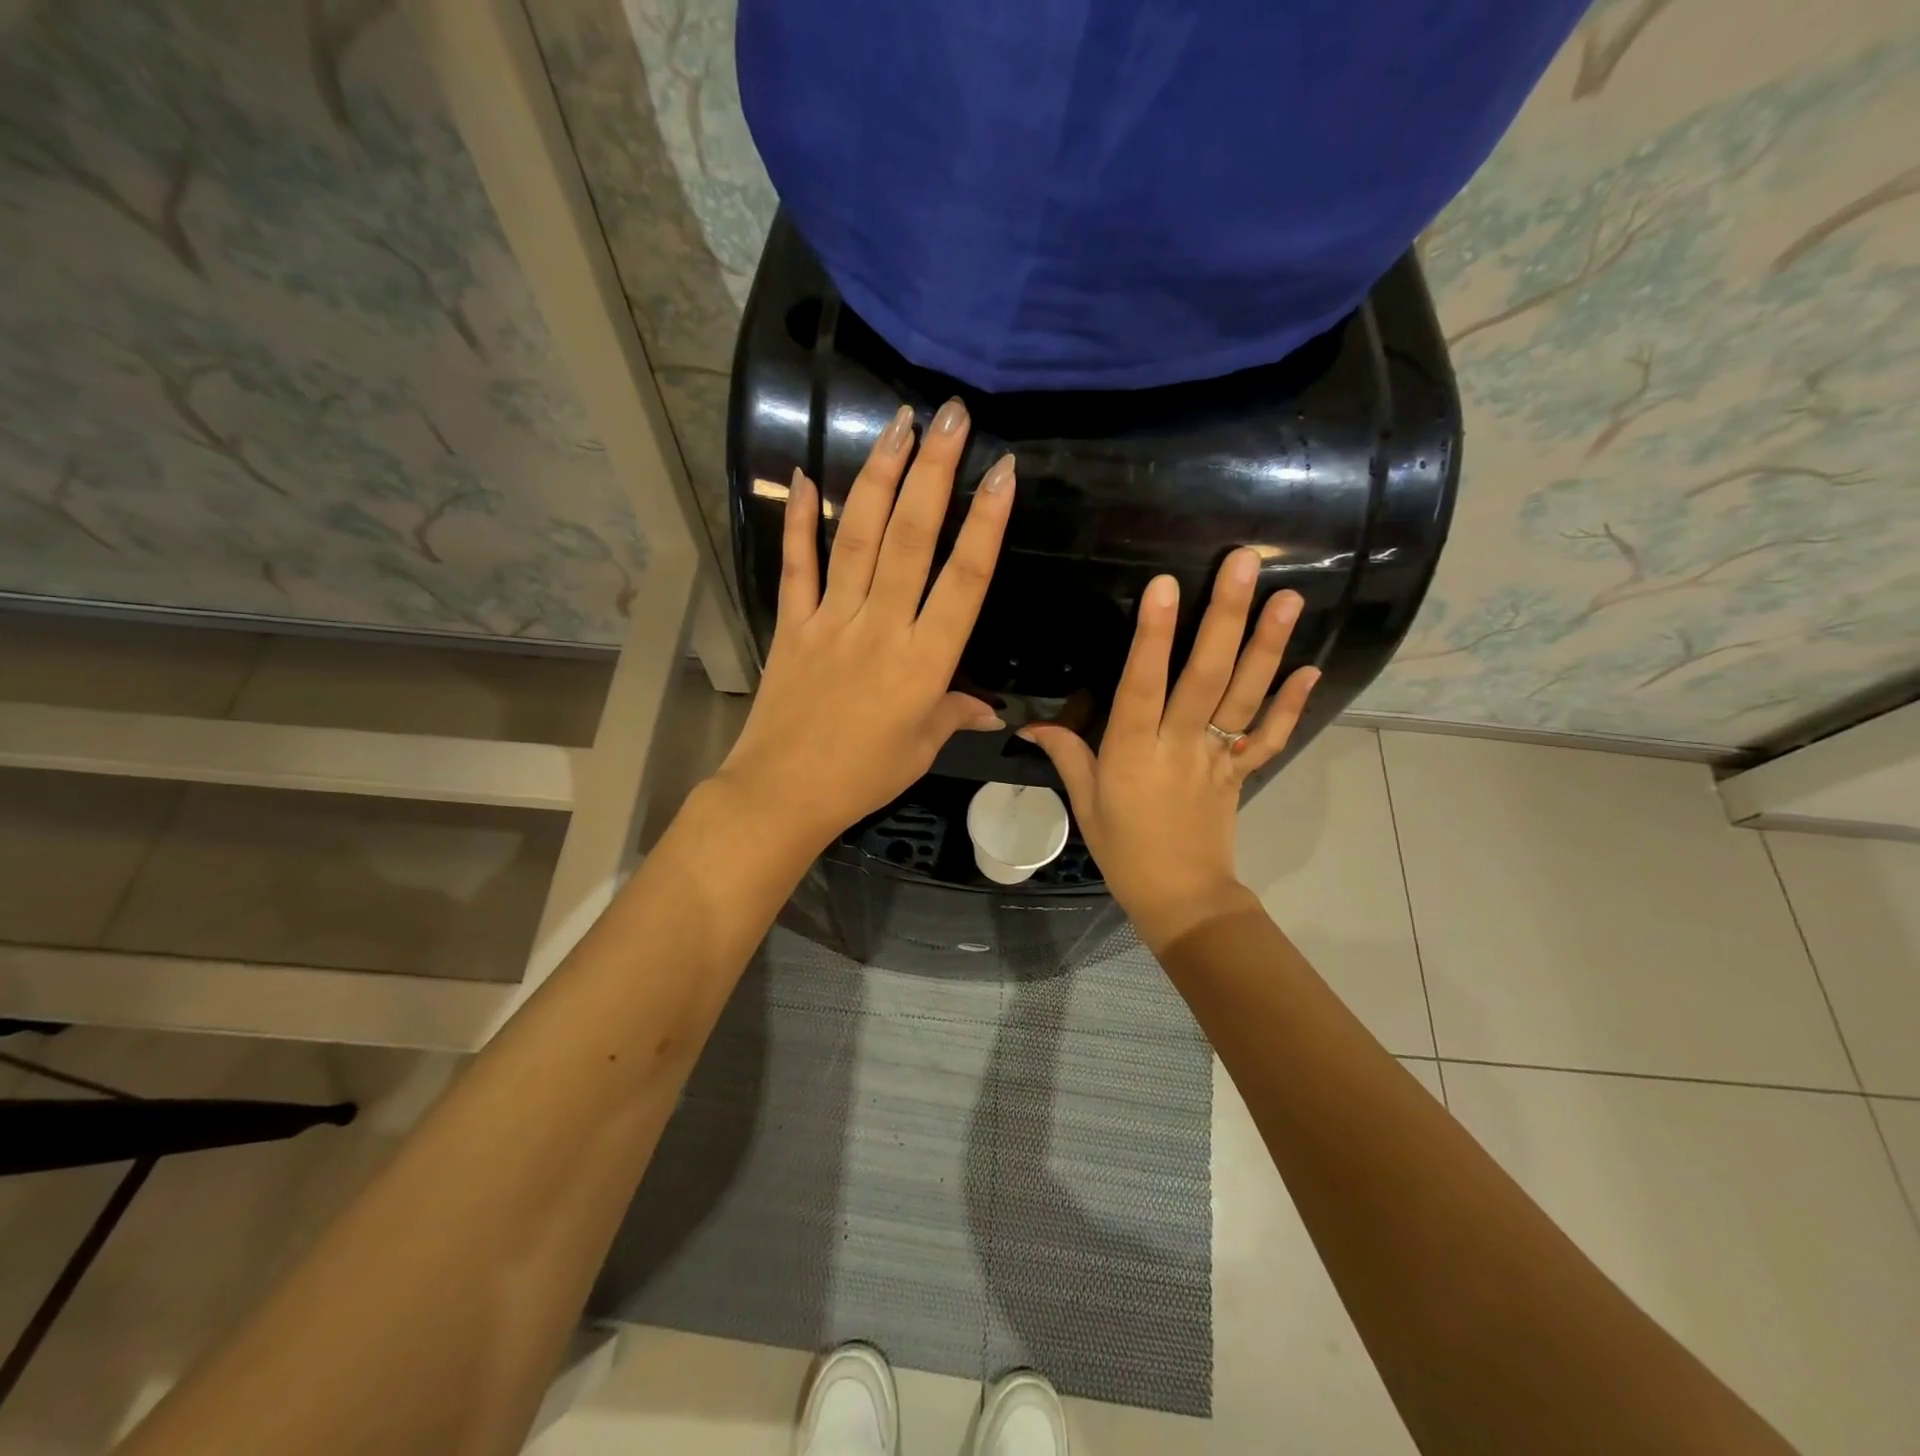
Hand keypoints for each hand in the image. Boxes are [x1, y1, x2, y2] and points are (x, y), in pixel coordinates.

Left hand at [715, 398, 1014, 852]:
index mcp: (924, 662)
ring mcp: (831, 620)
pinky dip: (798, 521)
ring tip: (898, 424)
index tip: (1003, 471)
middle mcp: (881, 627)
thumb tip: (993, 708)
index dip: (987, 523)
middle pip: (911, 539)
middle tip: (949, 414)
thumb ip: (955, 715)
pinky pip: (796, 565)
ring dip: (879, 477)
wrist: (783, 793)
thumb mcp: (921, 748)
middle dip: (933, 471)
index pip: (964, 580)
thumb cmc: (863, 777)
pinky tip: (804, 476)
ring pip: (859, 538)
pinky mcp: (792, 624)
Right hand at [1021, 548, 1318, 949]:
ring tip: (1288, 598)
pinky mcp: (1241, 772)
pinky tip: (1310, 668)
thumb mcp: (1084, 802)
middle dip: (1225, 617)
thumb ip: (1065, 755)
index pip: (1141, 685)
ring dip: (1268, 646)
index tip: (1165, 586)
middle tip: (1245, 563)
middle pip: (1205, 676)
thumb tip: (1028, 725)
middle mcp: (1179, 746)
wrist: (1180, 898)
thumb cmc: (1123, 851)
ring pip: (1245, 697)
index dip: (1153, 636)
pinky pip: (1268, 737)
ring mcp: (1217, 758)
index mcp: (1132, 752)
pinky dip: (1291, 704)